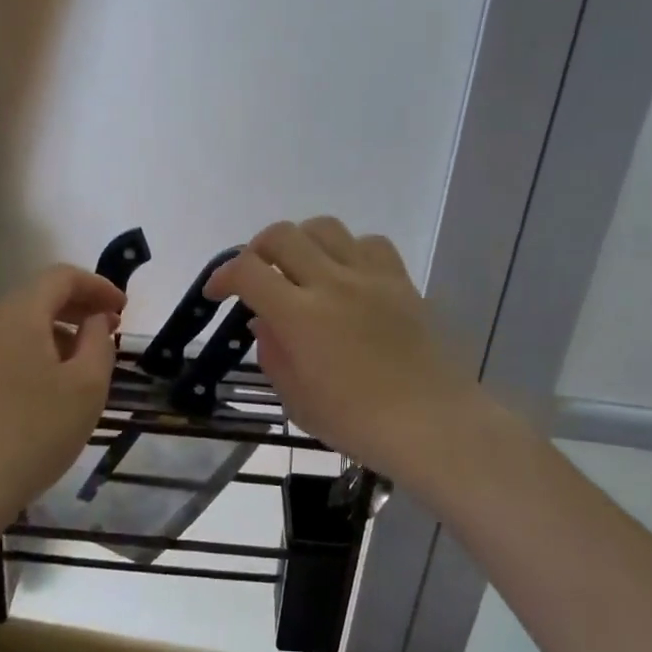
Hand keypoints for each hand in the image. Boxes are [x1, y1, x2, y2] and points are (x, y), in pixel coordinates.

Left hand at [0, 264, 123, 527]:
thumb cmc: (35, 431)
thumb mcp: (87, 385)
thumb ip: (99, 341)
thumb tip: (96, 319)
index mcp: (18, 314)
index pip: (61, 276)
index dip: (98, 285)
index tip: (124, 308)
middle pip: (39, 296)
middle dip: (80, 306)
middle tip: (111, 329)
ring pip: (22, 323)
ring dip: (60, 330)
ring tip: (87, 360)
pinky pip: (7, 347)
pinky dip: (37, 349)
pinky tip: (53, 384)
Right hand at [205, 217, 495, 498]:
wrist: (432, 423)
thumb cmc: (357, 422)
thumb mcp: (297, 400)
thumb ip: (273, 353)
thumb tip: (263, 321)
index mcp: (300, 316)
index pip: (248, 271)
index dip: (223, 275)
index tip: (219, 292)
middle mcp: (331, 283)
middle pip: (282, 235)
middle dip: (258, 249)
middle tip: (258, 276)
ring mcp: (370, 277)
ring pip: (325, 228)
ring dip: (303, 242)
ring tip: (302, 269)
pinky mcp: (400, 280)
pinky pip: (369, 243)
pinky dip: (349, 250)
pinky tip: (348, 276)